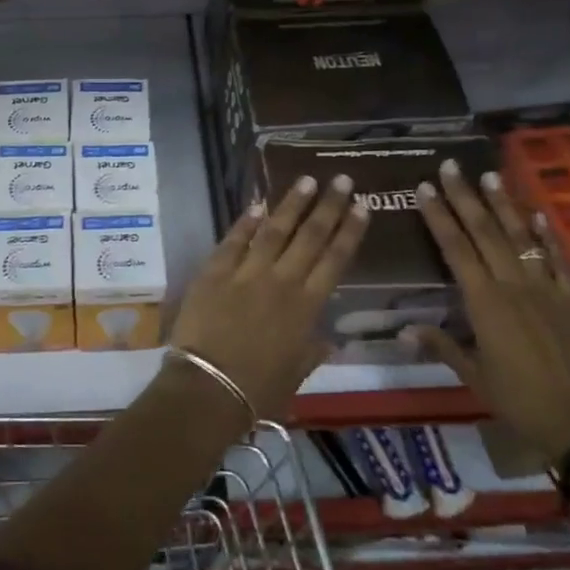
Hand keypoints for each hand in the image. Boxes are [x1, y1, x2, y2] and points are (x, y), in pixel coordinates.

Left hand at [166, 175, 369, 418]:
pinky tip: (258, 204)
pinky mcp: (214, 272)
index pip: (335, 260)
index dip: (350, 231)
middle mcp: (282, 281)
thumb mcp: (297, 374)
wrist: (208, 387)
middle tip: (341, 179)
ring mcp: (246, 273)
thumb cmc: (258, 390)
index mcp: (307, 307)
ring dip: (292, 204)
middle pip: (311, 236)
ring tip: (307, 180)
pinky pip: (234, 240)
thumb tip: (329, 338)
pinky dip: (246, 222)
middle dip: (328, 206)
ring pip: (275, 230)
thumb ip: (313, 350)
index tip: (361, 206)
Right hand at [408, 159, 569, 463]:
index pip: (455, 249)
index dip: (438, 216)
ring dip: (504, 206)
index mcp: (484, 304)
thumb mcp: (473, 375)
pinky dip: (548, 235)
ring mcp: (548, 289)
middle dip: (466, 197)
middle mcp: (514, 286)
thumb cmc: (518, 400)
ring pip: (521, 238)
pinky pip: (559, 260)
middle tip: (451, 167)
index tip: (424, 188)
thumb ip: (441, 345)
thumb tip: (403, 330)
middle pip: (485, 233)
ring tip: (490, 176)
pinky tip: (538, 214)